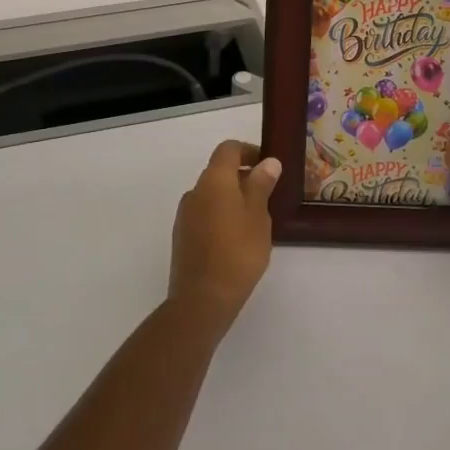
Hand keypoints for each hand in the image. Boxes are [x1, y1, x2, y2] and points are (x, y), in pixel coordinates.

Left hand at [168, 140, 279, 327]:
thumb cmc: (237, 253)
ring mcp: (185, 214)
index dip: (249, 151)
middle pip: (219, 171)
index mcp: (214, 180)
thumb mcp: (258, 216)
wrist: (202, 299)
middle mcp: (195, 190)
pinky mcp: (182, 235)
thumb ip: (261, 185)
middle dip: (243, 177)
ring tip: (255, 220)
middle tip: (267, 196)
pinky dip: (220, 215)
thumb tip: (268, 162)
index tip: (268, 166)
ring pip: (211, 194)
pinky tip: (236, 238)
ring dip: (231, 197)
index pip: (229, 149)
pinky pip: (204, 213)